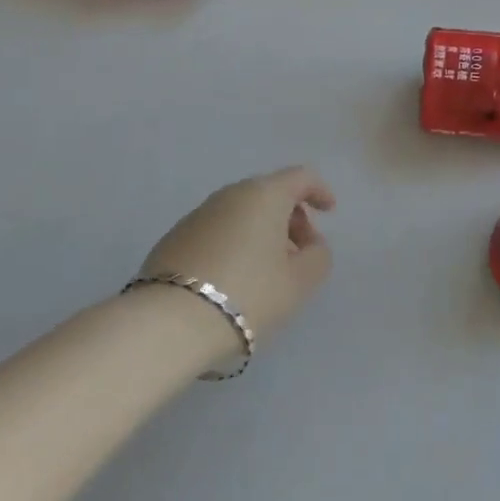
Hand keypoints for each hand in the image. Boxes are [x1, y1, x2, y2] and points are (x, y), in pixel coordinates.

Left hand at [137, 166, 335, 362]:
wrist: (170, 323)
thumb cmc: (248, 294)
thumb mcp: (300, 282)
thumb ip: (318, 256)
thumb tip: (310, 245)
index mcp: (264, 195)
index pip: (300, 177)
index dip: (319, 191)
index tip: (329, 212)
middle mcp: (230, 194)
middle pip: (270, 194)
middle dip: (291, 217)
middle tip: (300, 252)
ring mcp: (198, 214)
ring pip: (242, 213)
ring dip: (261, 232)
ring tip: (268, 271)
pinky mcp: (174, 238)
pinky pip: (218, 230)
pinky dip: (235, 243)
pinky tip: (235, 278)